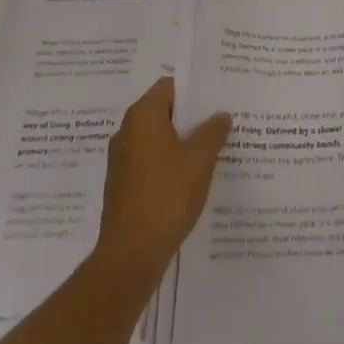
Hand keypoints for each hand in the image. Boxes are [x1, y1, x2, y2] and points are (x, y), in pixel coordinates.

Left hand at [94, 78, 231, 281]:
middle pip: (164, 112)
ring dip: (182, 143)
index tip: (217, 98)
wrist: (130, 256)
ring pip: (158, 140)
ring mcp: (122, 160)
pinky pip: (151, 162)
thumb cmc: (166, 196)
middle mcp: (127, 131)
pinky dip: (170, 164)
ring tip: (212, 151)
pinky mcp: (122, 186)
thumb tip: (221, 115)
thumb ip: (213, 131)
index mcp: (142, 116)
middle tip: (220, 123)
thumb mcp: (199, 159)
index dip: (194, 90)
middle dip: (191, 118)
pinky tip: (191, 179)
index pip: (170, 86)